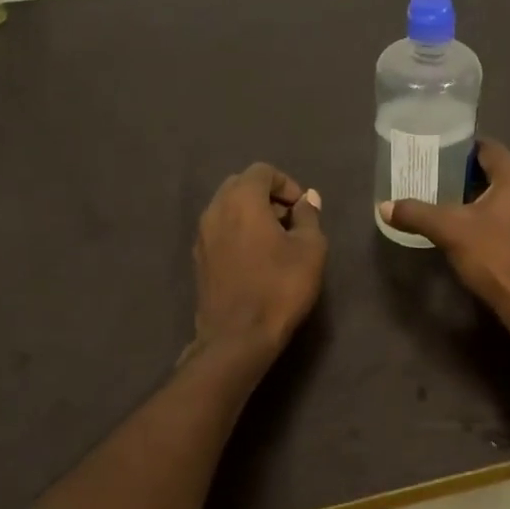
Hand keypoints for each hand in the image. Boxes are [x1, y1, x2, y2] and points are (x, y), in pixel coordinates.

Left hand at [191, 163, 326, 360]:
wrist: (237, 337)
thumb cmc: (280, 288)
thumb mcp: (310, 249)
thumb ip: (308, 217)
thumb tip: (307, 199)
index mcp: (242, 200)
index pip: (263, 171)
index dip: (287, 184)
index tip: (303, 209)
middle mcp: (215, 209)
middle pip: (241, 185)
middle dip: (267, 196)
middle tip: (290, 221)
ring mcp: (202, 235)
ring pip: (228, 208)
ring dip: (251, 214)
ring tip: (276, 240)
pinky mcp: (199, 258)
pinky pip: (220, 230)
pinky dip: (238, 231)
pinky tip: (257, 258)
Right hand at [379, 140, 509, 331]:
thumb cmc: (496, 258)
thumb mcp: (450, 232)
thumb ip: (417, 214)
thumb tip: (384, 207)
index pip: (486, 147)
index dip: (457, 149)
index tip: (432, 157)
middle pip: (496, 170)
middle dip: (464, 175)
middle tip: (433, 181)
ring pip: (505, 194)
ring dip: (478, 197)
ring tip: (447, 205)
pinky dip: (493, 215)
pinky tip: (472, 230)